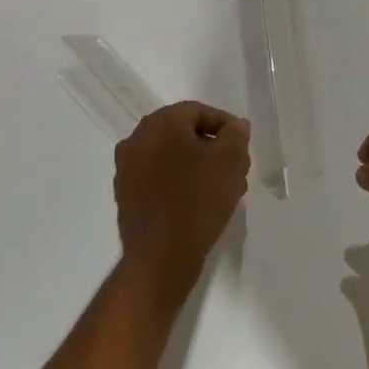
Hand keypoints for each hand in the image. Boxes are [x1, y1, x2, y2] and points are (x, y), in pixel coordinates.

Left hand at [115, 101, 250, 298]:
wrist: (161, 256)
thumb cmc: (199, 199)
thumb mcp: (231, 160)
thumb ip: (236, 135)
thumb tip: (234, 127)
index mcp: (159, 123)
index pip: (198, 111)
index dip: (225, 126)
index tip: (242, 146)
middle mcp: (136, 140)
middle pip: (183, 134)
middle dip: (211, 148)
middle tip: (234, 168)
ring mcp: (126, 170)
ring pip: (170, 157)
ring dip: (196, 166)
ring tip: (220, 189)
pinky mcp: (125, 197)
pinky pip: (159, 180)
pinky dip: (179, 184)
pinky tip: (198, 204)